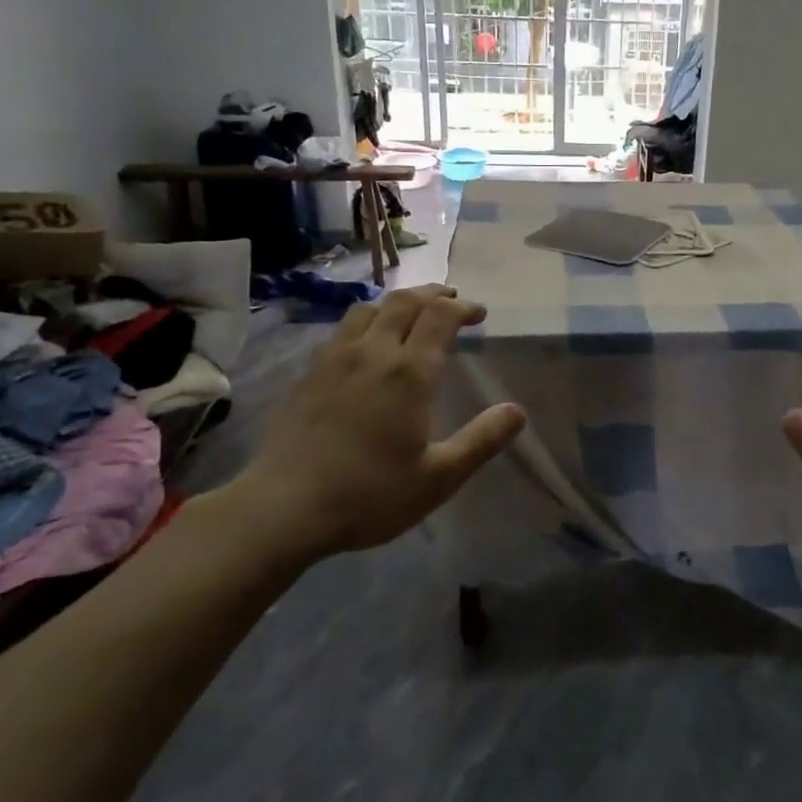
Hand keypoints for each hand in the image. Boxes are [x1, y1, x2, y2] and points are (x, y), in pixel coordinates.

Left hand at [217, 285, 524, 565]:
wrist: (284, 508)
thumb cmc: (370, 494)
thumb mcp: (438, 477)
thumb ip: (482, 440)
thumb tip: (517, 411)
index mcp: (409, 373)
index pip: (440, 317)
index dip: (463, 307)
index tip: (478, 314)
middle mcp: (373, 353)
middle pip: (405, 302)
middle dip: (433, 294)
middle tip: (451, 299)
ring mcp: (334, 360)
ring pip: (368, 309)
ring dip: (397, 302)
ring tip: (411, 311)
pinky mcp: (308, 375)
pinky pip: (342, 330)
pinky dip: (366, 321)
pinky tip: (366, 343)